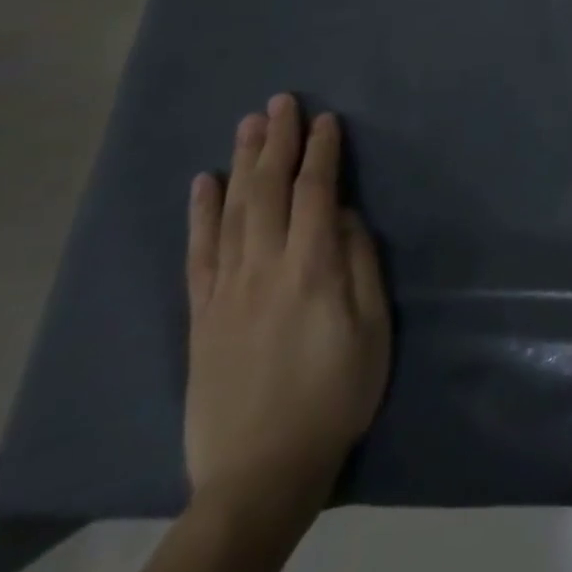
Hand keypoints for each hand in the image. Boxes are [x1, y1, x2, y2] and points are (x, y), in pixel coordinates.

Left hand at [185, 94, 390, 520]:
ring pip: (231, 212)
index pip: (314, 194)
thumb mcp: (372, 329)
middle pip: (267, 192)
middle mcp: (263, 270)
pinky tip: (203, 184)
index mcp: (312, 271)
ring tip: (248, 124)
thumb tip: (344, 215)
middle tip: (281, 101)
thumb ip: (360, 265)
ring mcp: (225, 292)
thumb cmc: (337, 395)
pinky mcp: (201, 315)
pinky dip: (200, 214)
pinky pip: (198, 253)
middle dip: (276, 142)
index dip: (322, 153)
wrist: (261, 470)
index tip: (327, 119)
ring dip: (240, 163)